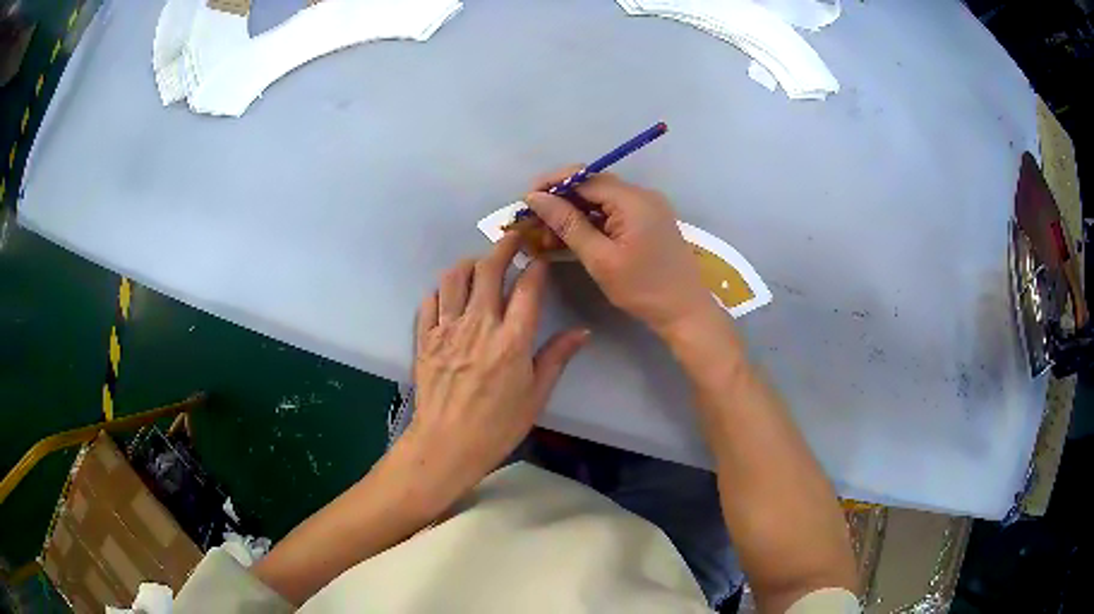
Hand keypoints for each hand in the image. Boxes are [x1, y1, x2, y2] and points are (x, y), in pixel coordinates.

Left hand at [403, 233, 588, 506]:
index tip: (540, 257)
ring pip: (455, 277)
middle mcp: (479, 325)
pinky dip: (442, 289)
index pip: (527, 288)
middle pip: (489, 270)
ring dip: (469, 262)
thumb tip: (582, 332)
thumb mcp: (536, 395)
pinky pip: (431, 301)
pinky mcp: (425, 338)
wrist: (447, 444)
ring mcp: (448, 329)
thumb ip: (556, 357)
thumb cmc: (497, 425)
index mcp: (512, 340)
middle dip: (503, 247)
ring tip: (479, 264)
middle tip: (512, 239)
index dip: (536, 266)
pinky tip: (450, 294)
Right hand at [525, 168, 715, 335]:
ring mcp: (648, 208)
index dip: (552, 185)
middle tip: (535, 224)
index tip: (525, 203)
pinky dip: (593, 222)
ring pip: (602, 201)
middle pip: (593, 186)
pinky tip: (573, 238)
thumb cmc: (643, 288)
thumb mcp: (600, 258)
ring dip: (575, 213)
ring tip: (548, 236)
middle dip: (561, 201)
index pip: (584, 178)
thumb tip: (536, 197)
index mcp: (633, 199)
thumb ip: (567, 223)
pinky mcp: (649, 222)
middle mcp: (642, 195)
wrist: (685, 312)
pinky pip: (615, 213)